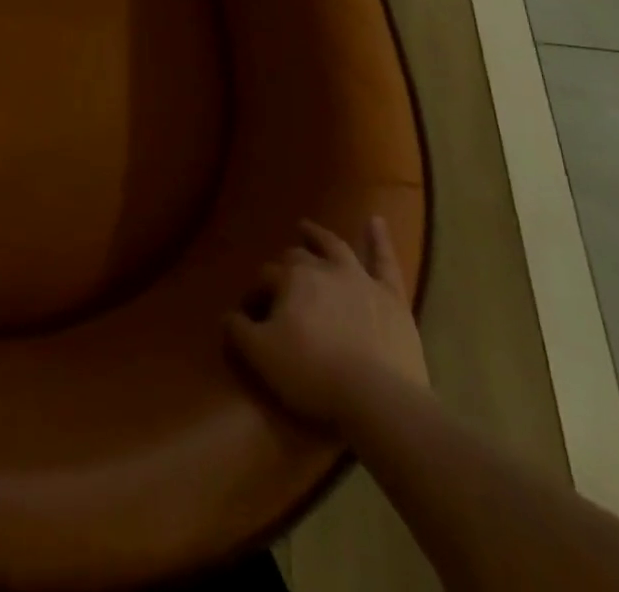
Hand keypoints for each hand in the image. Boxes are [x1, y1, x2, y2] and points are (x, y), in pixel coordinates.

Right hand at [226, 218, 427, 426]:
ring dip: (318, 236)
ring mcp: (360, 280)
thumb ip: (238, 330)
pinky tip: (376, 220)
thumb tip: (227, 316)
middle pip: (297, 258)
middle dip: (284, 265)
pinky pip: (386, 262)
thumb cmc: (313, 375)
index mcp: (290, 279)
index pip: (265, 278)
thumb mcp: (261, 355)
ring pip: (335, 247)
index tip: (251, 313)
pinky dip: (380, 239)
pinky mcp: (391, 297)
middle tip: (278, 278)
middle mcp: (322, 268)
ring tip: (306, 227)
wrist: (377, 399)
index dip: (256, 293)